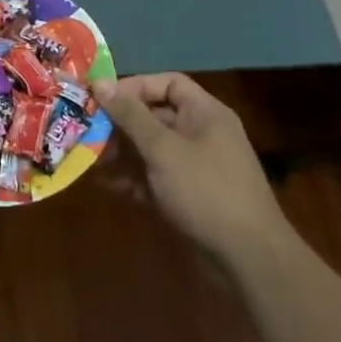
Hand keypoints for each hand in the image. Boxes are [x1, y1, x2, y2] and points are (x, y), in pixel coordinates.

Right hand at [95, 74, 287, 268]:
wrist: (250, 259)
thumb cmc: (206, 191)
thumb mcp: (163, 149)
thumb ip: (131, 115)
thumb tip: (100, 82)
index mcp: (205, 113)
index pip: (167, 83)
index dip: (134, 87)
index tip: (103, 99)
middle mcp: (202, 133)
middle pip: (155, 116)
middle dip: (121, 124)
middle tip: (90, 132)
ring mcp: (197, 166)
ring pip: (153, 148)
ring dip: (123, 152)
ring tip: (93, 161)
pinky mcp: (191, 195)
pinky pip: (157, 176)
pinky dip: (135, 178)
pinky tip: (109, 185)